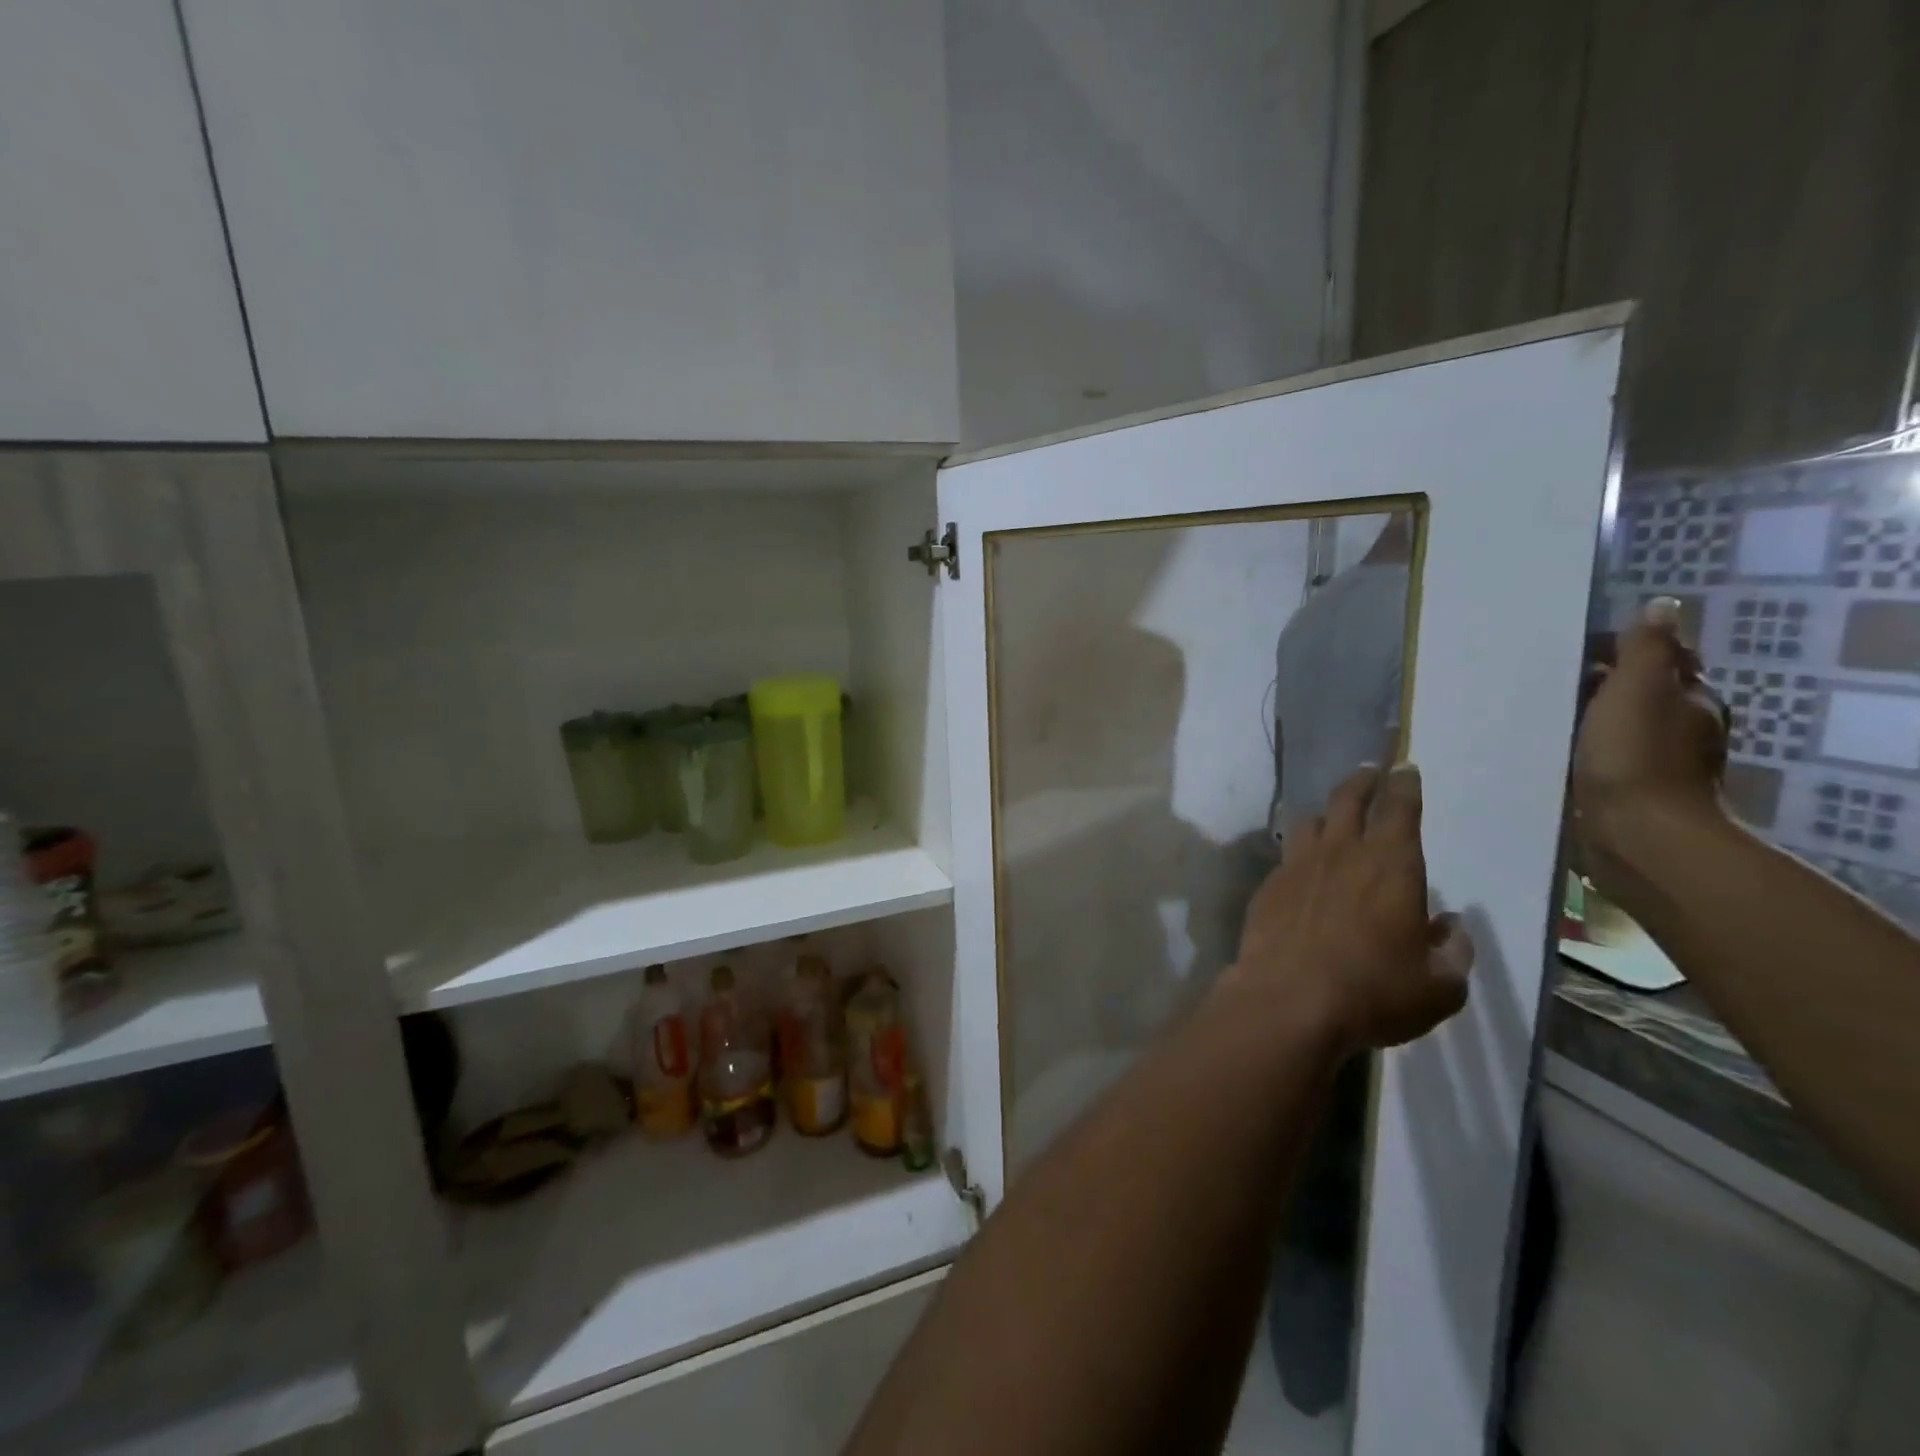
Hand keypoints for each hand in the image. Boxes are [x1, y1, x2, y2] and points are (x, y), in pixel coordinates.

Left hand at [1226, 763, 1472, 1052]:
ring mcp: (1298, 865)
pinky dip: (1300, 852)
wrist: (1288, 999)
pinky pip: (1287, 856)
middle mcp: (1342, 853)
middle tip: (1369, 772)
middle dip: (1362, 781)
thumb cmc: (1373, 991)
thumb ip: (1452, 952)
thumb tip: (1451, 926)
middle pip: (1348, 799)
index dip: (1404, 785)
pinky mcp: (1268, 886)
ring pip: (1310, 821)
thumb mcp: (1438, 986)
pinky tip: (1303, 867)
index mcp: (1391, 865)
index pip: (1400, 809)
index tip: (1405, 769)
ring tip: (1332, 817)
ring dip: (1326, 813)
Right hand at [1573, 598, 1728, 856]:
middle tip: (1551, 678)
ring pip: (1620, 726)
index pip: (1663, 659)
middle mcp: (1682, 728)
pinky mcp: (1628, 792)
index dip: (1626, 648)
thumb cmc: (1637, 756)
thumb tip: (1662, 605)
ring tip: (1544, 712)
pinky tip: (1555, 749)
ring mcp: (1656, 763)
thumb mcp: (1639, 689)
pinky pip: (1604, 757)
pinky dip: (1584, 748)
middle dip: (1604, 683)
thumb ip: (1647, 648)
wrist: (1638, 835)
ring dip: (1591, 717)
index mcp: (1690, 698)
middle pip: (1642, 693)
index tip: (1576, 648)